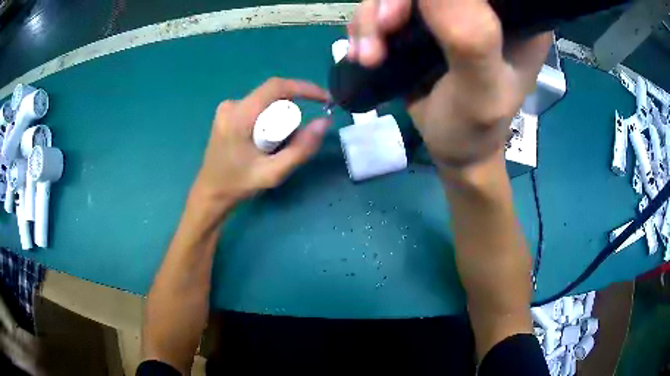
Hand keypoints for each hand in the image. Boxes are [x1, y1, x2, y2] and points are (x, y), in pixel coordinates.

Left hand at [194, 78, 330, 209]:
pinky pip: (258, 108)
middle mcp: (232, 105)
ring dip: (279, 120)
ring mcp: (228, 108)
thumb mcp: (273, 173)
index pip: (276, 87)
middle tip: (288, 144)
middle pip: (273, 97)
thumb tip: (324, 122)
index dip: (304, 88)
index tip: (324, 99)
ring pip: (266, 103)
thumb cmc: (238, 185)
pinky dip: (269, 121)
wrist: (210, 193)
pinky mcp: (227, 113)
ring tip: (272, 149)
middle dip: (289, 115)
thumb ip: (301, 149)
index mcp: (239, 116)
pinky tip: (263, 144)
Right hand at [347, 0, 551, 172]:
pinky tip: (363, 50)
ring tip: (367, 55)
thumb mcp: (481, 91)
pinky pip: (387, 5)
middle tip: (382, 30)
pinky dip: (367, 24)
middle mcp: (487, 7)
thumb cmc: (477, 127)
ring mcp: (452, 10)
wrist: (454, 147)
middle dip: (395, 1)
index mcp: (518, 17)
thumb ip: (470, 37)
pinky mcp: (425, 19)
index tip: (411, 11)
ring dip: (373, 17)